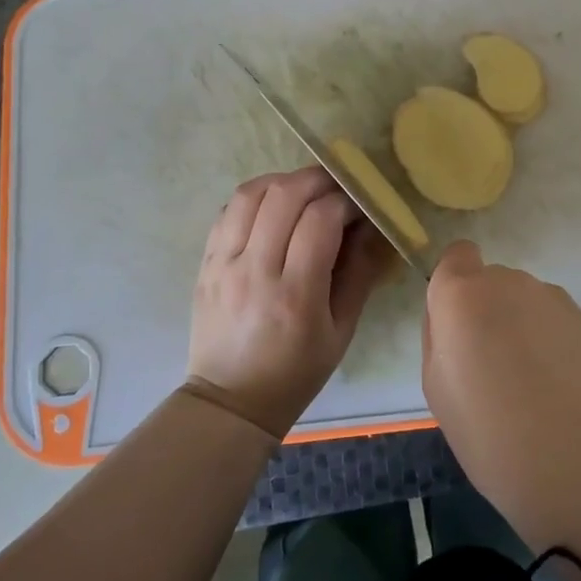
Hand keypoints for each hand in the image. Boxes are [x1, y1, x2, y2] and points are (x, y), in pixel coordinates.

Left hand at [188, 166, 392, 438]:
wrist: (231, 400)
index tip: (360, 207)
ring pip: (252, 193)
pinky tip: (273, 207)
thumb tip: (375, 226)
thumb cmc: (296, 371)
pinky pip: (229, 210)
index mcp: (295, 295)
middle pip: (284, 195)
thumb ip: (360, 272)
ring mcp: (224, 264)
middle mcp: (255, 271)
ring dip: (284, 182)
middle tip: (338, 187)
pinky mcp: (206, 262)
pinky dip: (256, 197)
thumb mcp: (342, 330)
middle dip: (318, 180)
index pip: (320, 220)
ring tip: (305, 192)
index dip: (346, 201)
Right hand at [421, 241, 580, 507]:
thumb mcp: (436, 385)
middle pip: (493, 282)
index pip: (458, 254)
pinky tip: (559, 388)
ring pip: (527, 302)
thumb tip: (453, 318)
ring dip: (523, 325)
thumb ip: (440, 335)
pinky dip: (553, 343)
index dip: (457, 282)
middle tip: (492, 365)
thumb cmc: (485, 428)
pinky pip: (557, 322)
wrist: (568, 457)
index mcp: (463, 293)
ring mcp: (552, 298)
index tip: (459, 322)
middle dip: (490, 311)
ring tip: (531, 383)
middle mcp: (509, 282)